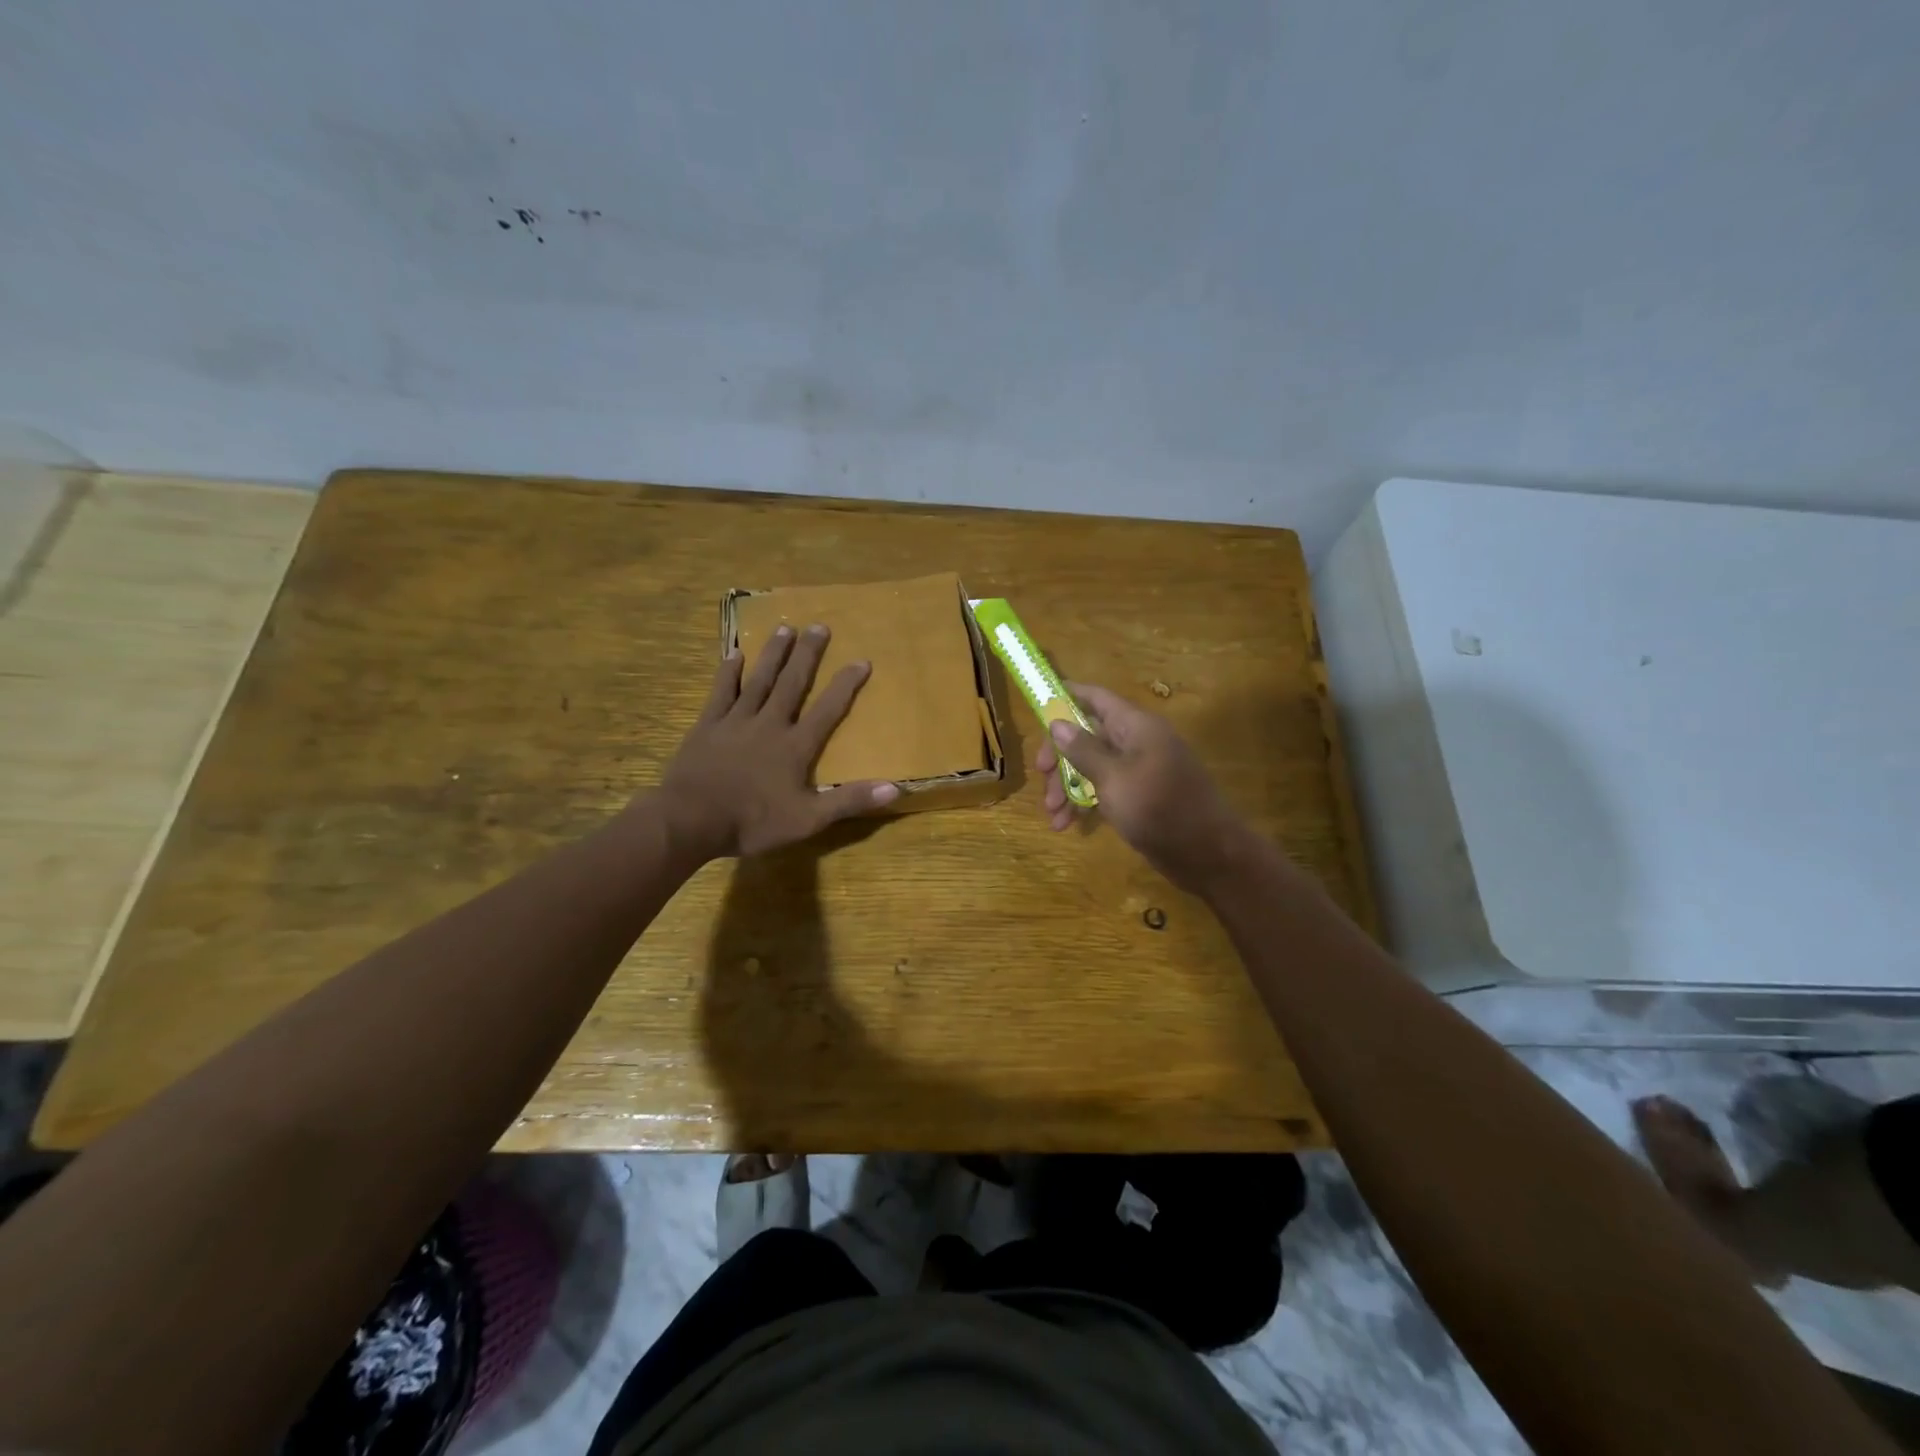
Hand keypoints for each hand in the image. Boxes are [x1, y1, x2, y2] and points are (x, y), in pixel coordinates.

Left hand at [658, 624, 899, 860]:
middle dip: (808, 654)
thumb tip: (895, 787)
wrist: (690, 821)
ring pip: (759, 680)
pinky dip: (728, 673)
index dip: (846, 685)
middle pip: (792, 683)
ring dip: (773, 654)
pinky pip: (721, 692)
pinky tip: (734, 654)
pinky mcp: (708, 726)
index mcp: (795, 746)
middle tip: (820, 626)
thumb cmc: (752, 822)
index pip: (828, 709)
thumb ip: (849, 801)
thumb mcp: (808, 820)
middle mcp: (769, 724)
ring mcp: (736, 722)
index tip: (861, 660)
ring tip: (785, 628)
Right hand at [1036, 683, 1250, 891]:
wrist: (1207, 854)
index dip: (1065, 698)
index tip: (1036, 707)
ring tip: (1053, 816)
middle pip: (1087, 735)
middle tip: (1042, 780)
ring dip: (1067, 786)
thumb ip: (1083, 750)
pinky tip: (1067, 824)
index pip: (1095, 698)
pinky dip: (1084, 802)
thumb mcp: (1113, 778)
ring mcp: (1139, 769)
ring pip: (1092, 766)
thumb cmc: (1159, 808)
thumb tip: (1057, 723)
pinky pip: (1104, 789)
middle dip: (1060, 758)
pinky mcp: (1140, 795)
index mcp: (1135, 726)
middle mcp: (1137, 741)